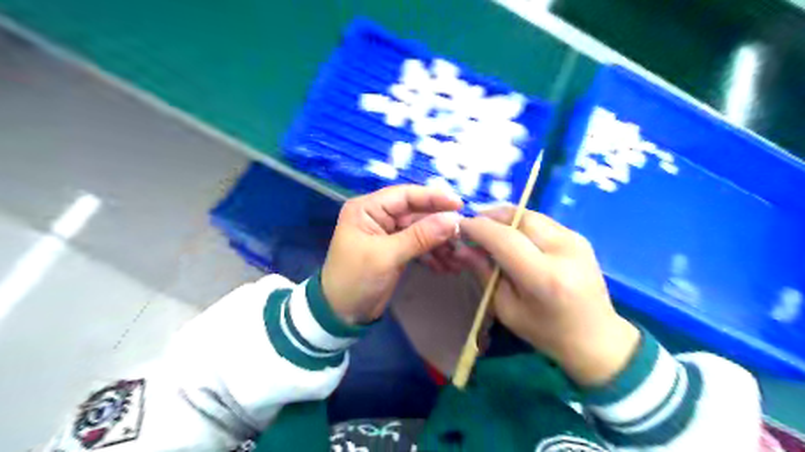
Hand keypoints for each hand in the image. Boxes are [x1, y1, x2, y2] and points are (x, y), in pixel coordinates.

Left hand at [319, 183, 457, 323]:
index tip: (460, 206)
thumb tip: (454, 220)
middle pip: (417, 213)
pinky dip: (433, 255)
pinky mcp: (396, 250)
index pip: (405, 195)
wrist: (341, 315)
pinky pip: (419, 246)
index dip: (433, 198)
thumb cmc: (356, 279)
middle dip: (440, 226)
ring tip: (459, 257)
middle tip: (465, 236)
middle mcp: (379, 216)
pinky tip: (447, 267)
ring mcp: (389, 233)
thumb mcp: (387, 256)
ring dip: (440, 243)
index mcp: (368, 208)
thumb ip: (420, 236)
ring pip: (421, 231)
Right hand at [455, 207, 638, 386]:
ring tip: (488, 227)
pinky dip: (520, 222)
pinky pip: (541, 221)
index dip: (478, 228)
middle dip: (490, 215)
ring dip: (505, 216)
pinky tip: (510, 233)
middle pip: (519, 218)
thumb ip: (484, 273)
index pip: (504, 239)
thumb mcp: (506, 309)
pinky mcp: (579, 237)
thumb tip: (461, 248)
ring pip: (530, 215)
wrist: (597, 338)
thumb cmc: (547, 332)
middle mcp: (563, 251)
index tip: (460, 226)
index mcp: (544, 277)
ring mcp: (576, 240)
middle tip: (472, 223)